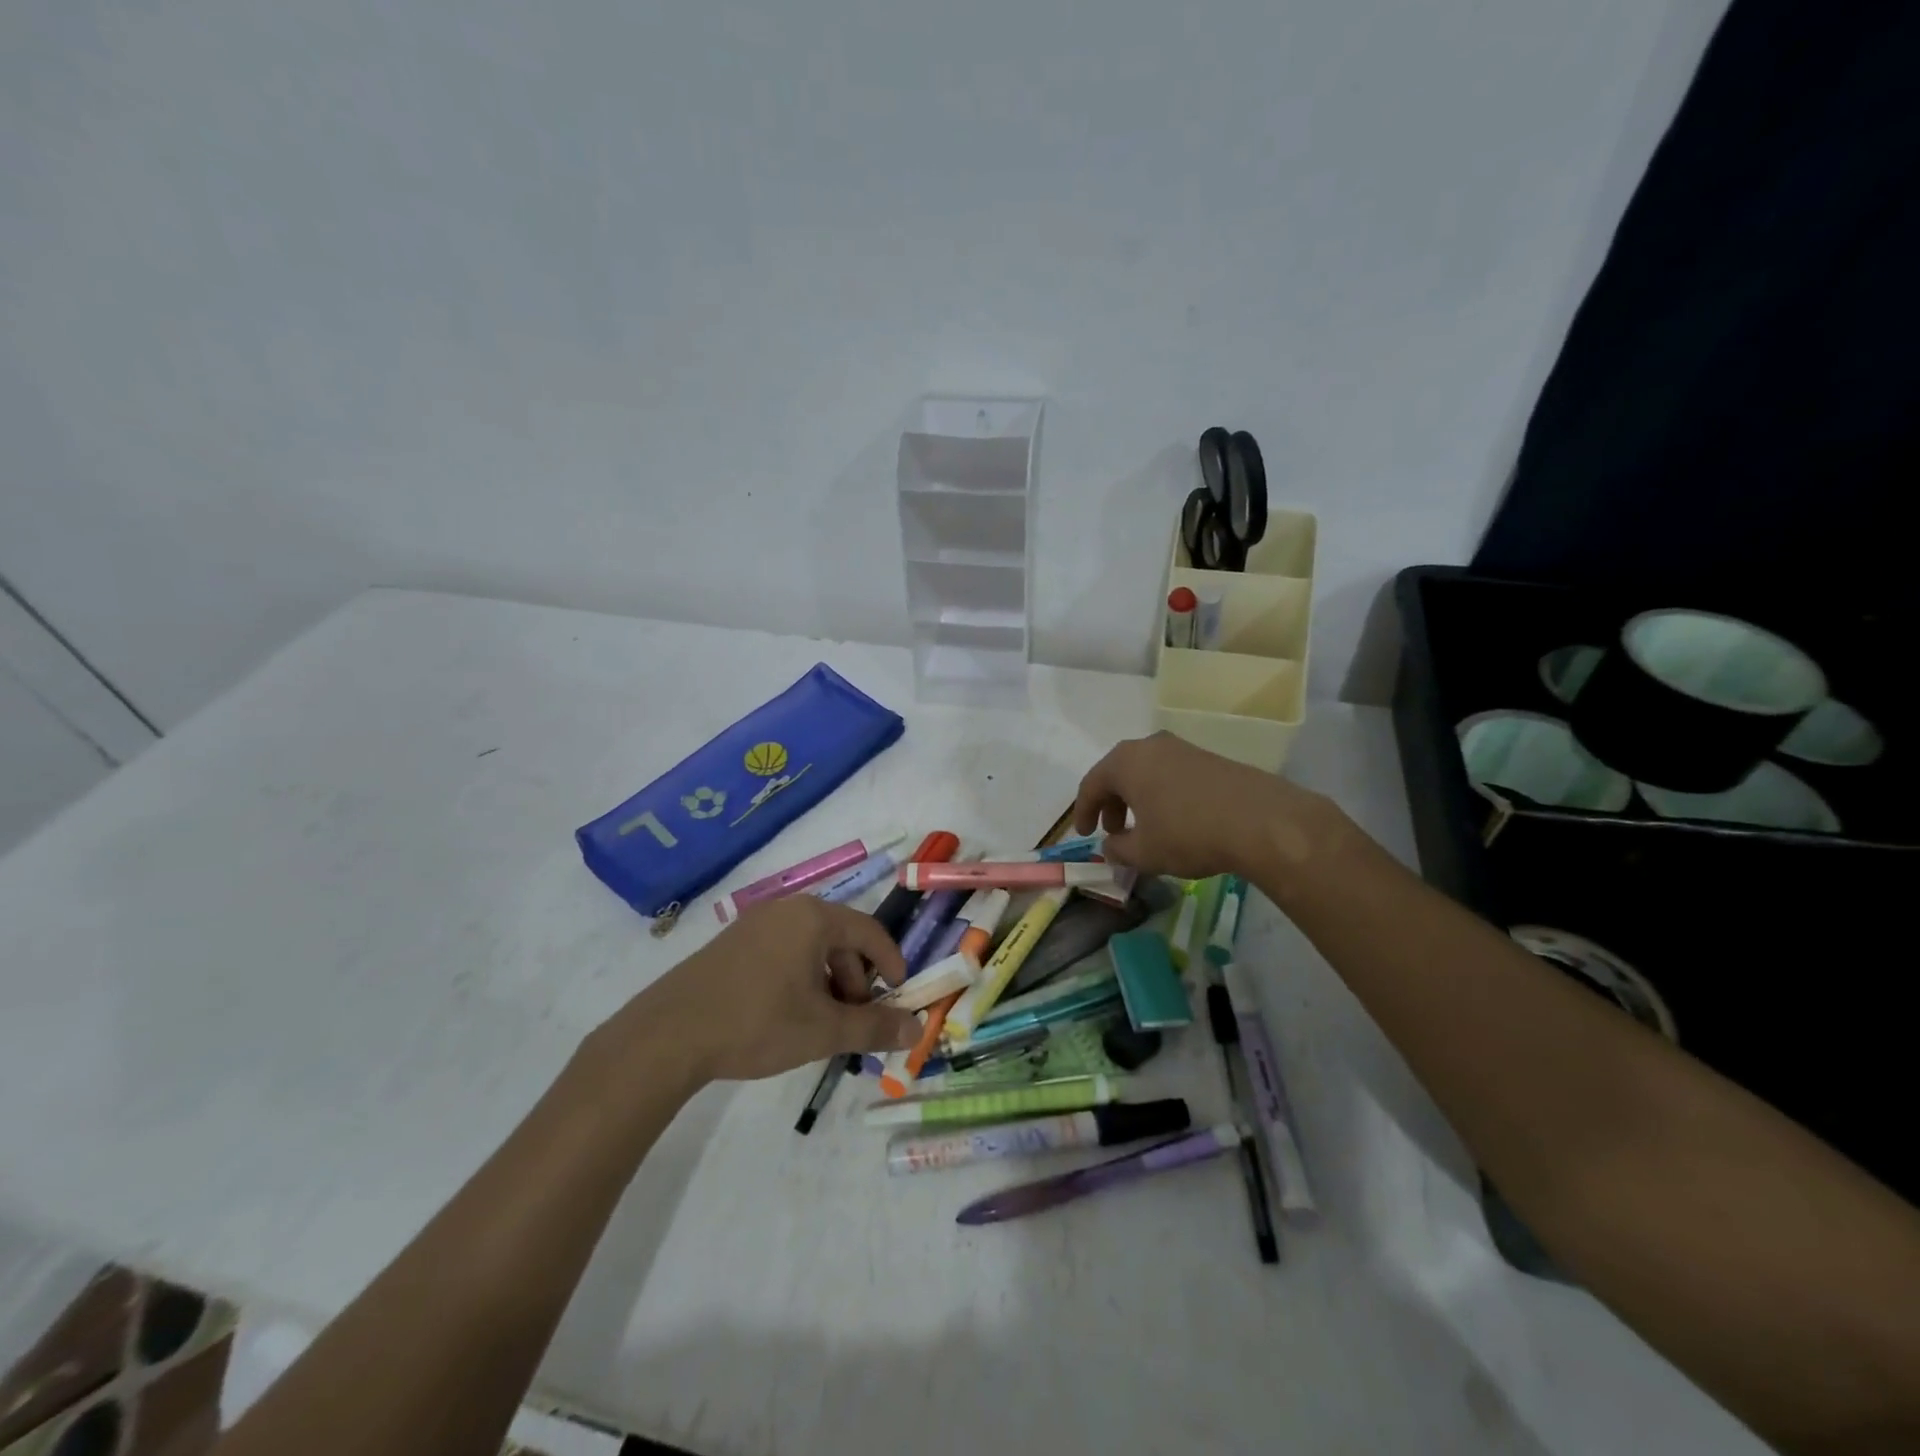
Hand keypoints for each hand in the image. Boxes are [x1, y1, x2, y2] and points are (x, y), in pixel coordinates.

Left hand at [626, 896, 920, 1083]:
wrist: (669, 1034)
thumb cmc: (757, 1022)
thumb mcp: (823, 1030)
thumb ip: (874, 1027)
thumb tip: (916, 1029)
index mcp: (814, 917)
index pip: (870, 932)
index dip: (891, 964)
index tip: (898, 996)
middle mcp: (786, 909)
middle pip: (840, 939)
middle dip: (855, 980)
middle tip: (853, 1020)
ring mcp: (755, 923)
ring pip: (810, 947)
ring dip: (827, 982)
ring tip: (819, 1024)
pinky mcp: (732, 943)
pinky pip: (783, 951)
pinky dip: (799, 978)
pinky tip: (786, 1015)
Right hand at [1072, 732, 1328, 879]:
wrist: (1260, 821)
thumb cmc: (1188, 834)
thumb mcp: (1144, 852)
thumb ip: (1118, 850)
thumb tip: (1111, 846)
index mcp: (1126, 762)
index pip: (1091, 784)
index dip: (1083, 812)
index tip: (1084, 835)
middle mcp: (1150, 746)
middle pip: (1118, 773)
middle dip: (1111, 804)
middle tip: (1113, 832)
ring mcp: (1183, 749)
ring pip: (1147, 773)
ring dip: (1137, 799)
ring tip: (1144, 829)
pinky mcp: (1209, 759)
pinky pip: (1171, 775)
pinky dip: (1162, 795)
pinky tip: (1175, 821)